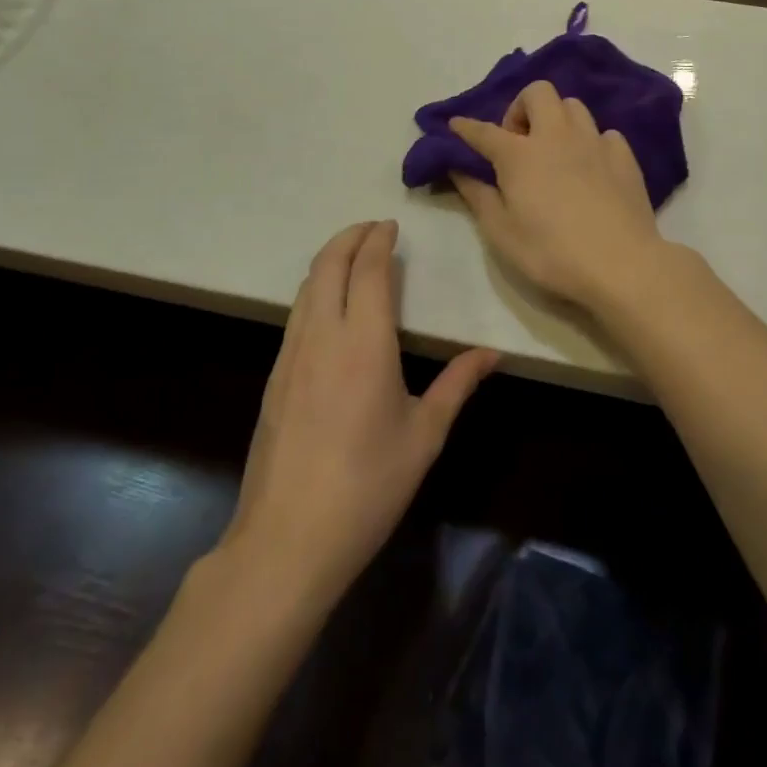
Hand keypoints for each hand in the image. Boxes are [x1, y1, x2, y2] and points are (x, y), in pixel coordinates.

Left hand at [214, 221, 497, 615]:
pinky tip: (327, 307)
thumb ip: (458, 385)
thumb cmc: (368, 486)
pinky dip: (313, 292)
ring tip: (351, 256)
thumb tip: (493, 354)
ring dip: (328, 262)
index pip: (368, 272)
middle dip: (348, 238)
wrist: (287, 541)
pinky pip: (295, 317)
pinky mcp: (274, 381)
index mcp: (364, 344)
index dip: (378, 242)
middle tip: (371, 227)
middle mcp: (322, 338)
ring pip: (305, 290)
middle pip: (327, 268)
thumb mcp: (425, 435)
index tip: (391, 225)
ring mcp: (290, 359)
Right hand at [449, 81, 671, 312]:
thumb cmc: (551, 252)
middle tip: (519, 142)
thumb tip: (459, 170)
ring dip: (558, 120)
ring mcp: (594, 142)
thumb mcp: (501, 232)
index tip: (456, 125)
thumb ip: (478, 196)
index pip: (485, 131)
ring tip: (555, 151)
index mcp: (520, 154)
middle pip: (538, 93)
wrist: (620, 263)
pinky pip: (604, 133)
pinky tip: (591, 167)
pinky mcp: (624, 156)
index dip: (466, 127)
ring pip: (574, 106)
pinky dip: (592, 143)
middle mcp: (557, 136)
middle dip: (521, 107)